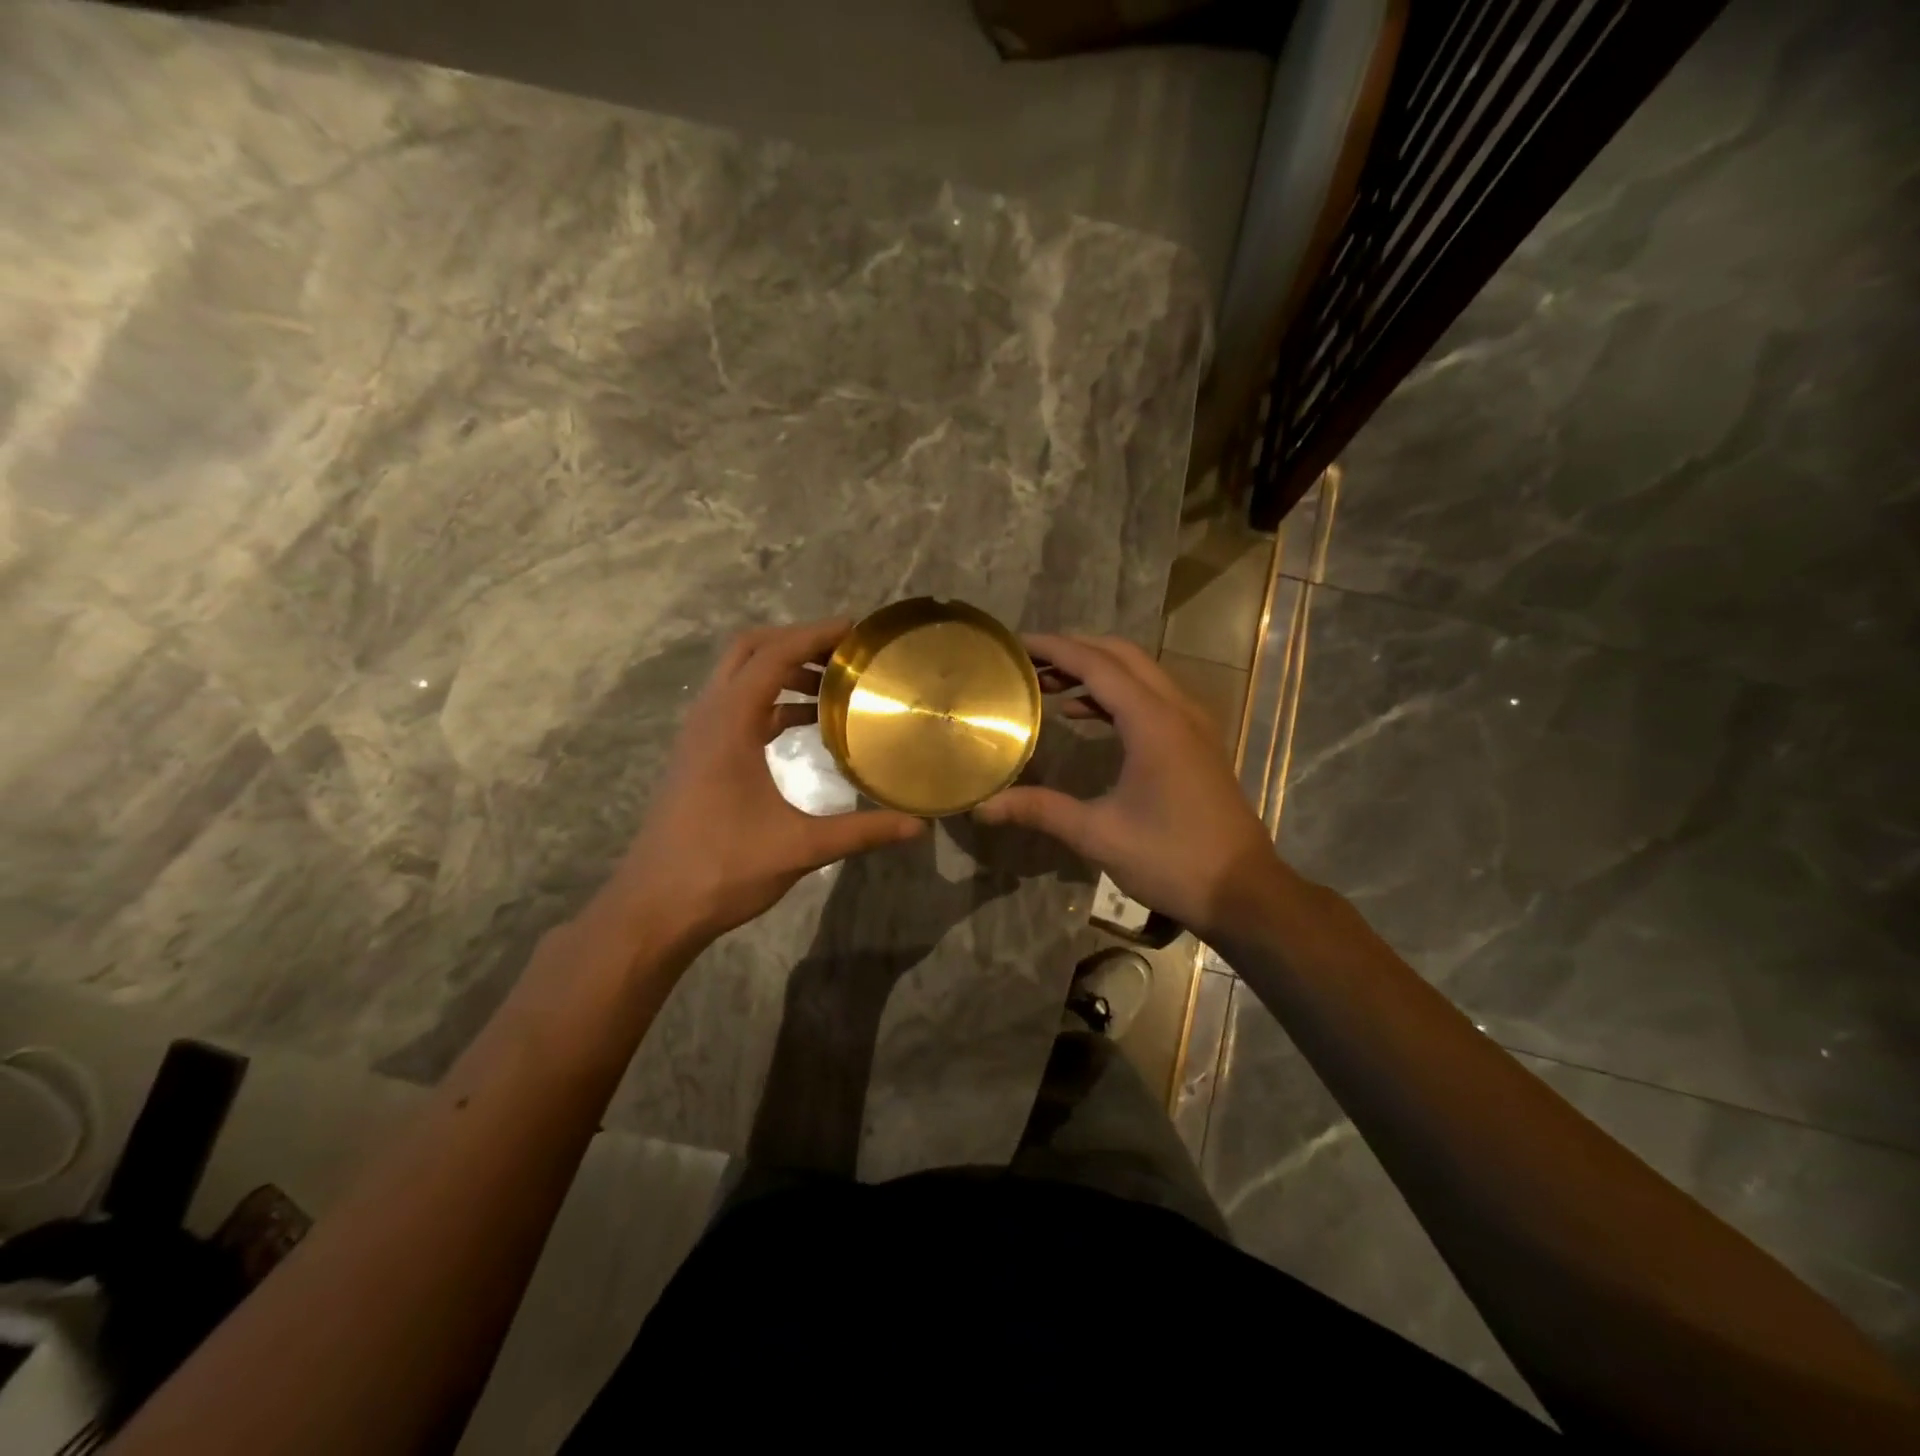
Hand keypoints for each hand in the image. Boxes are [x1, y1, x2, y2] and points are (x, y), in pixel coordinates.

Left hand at [595, 619, 926, 952]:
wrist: (654, 907)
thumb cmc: (723, 869)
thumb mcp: (800, 848)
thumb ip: (862, 831)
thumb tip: (919, 827)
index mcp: (729, 723)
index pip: (773, 655)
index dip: (815, 635)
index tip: (856, 631)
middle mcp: (709, 717)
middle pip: (748, 650)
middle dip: (796, 642)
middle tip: (843, 653)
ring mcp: (698, 736)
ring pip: (739, 677)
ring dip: (782, 670)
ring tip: (832, 685)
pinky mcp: (699, 756)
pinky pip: (736, 707)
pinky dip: (770, 700)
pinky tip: (803, 725)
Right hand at [973, 633, 1281, 936]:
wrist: (1242, 890)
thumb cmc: (1171, 859)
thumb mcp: (1099, 835)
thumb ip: (1041, 810)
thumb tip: (983, 807)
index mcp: (1153, 723)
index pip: (1097, 665)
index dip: (1055, 649)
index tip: (1018, 645)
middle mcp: (1177, 709)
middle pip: (1122, 656)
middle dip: (1075, 650)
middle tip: (1030, 663)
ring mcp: (1193, 723)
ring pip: (1141, 673)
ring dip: (1097, 670)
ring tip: (1050, 685)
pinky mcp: (1197, 741)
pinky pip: (1152, 696)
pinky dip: (1117, 693)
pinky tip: (1085, 715)